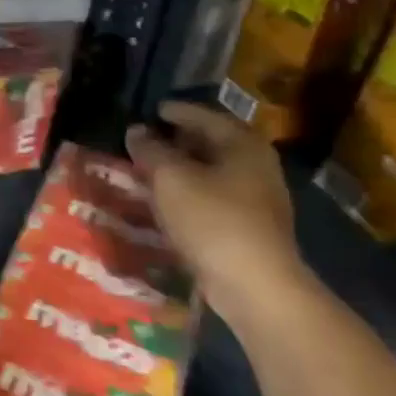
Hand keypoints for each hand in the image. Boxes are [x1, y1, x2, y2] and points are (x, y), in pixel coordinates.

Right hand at [125, 101, 315, 329]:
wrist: (254, 284)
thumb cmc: (211, 219)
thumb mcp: (169, 177)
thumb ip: (150, 150)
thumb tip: (137, 131)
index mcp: (242, 144)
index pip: (205, 116)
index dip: (176, 111)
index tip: (152, 110)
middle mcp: (256, 165)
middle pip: (212, 143)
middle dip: (178, 140)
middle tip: (147, 139)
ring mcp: (258, 198)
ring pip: (212, 172)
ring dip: (182, 169)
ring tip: (150, 170)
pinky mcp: (250, 227)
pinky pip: (214, 197)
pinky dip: (190, 192)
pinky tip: (168, 200)